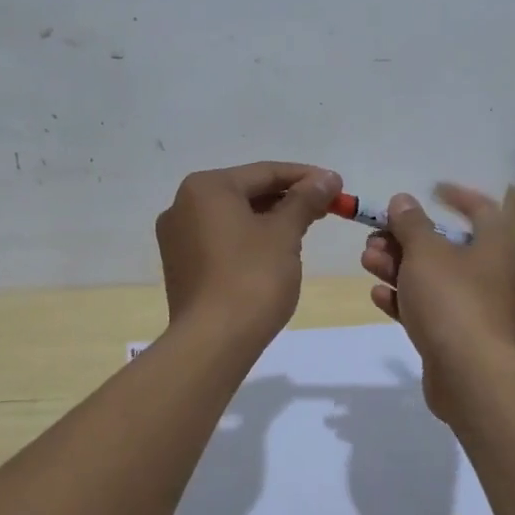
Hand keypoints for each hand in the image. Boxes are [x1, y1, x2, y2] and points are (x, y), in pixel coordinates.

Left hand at [156, 161, 340, 346]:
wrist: (213, 342)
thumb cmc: (252, 278)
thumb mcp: (285, 233)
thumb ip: (305, 200)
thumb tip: (327, 178)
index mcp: (206, 188)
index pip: (264, 172)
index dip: (305, 177)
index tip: (336, 185)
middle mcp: (183, 205)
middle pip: (247, 192)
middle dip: (288, 198)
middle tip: (326, 207)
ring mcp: (177, 237)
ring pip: (234, 217)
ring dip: (270, 218)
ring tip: (306, 227)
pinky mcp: (181, 265)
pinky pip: (221, 239)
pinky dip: (249, 238)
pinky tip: (275, 250)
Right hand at [359, 184, 514, 418]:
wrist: (470, 375)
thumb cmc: (452, 300)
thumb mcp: (426, 252)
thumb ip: (411, 223)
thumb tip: (403, 200)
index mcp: (497, 245)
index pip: (481, 208)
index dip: (455, 196)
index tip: (430, 189)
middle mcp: (492, 272)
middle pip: (446, 245)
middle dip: (406, 238)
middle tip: (375, 237)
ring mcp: (476, 306)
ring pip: (433, 277)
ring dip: (398, 267)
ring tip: (367, 261)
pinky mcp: (459, 335)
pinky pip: (430, 308)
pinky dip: (405, 299)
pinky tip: (378, 294)